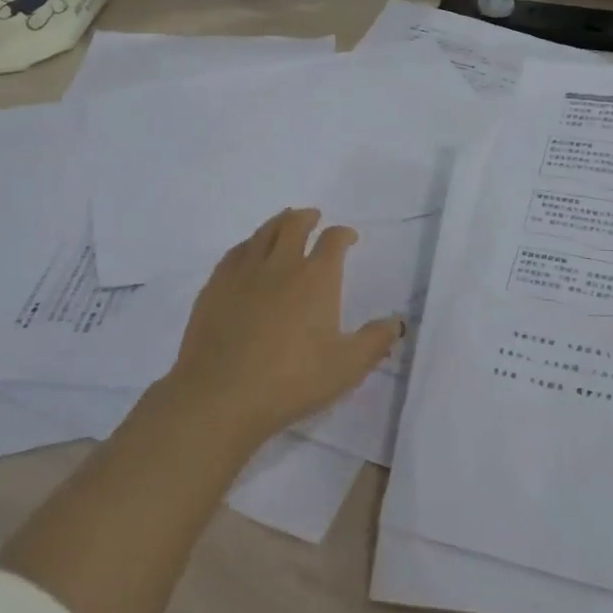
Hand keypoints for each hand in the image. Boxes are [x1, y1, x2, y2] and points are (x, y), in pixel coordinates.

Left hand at [168, 208, 403, 443]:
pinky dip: (248, 244)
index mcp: (316, 277)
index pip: (333, 241)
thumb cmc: (292, 381)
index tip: (348, 237)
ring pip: (263, 233)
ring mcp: (244, 273)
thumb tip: (397, 322)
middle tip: (313, 217)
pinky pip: (235, 252)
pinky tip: (248, 251)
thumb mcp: (346, 367)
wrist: (221, 395)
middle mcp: (281, 264)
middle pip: (294, 225)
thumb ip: (374, 341)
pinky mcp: (215, 287)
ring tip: (284, 223)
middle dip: (307, 217)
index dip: (343, 234)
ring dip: (278, 223)